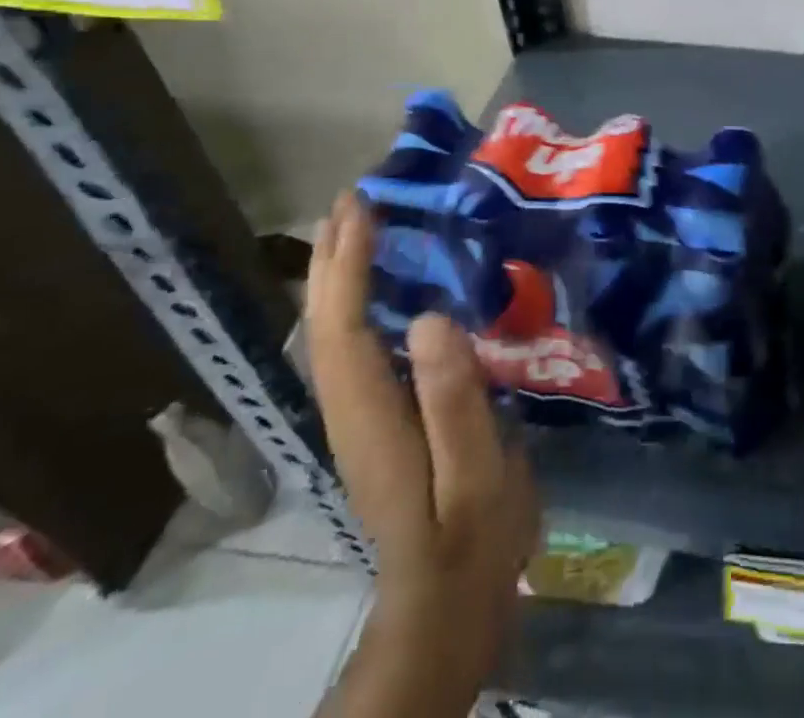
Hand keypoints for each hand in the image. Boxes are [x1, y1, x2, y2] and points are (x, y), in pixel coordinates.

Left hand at [307, 193, 538, 717]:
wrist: (449, 603)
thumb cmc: (472, 536)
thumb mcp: (476, 471)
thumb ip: (453, 399)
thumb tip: (428, 318)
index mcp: (372, 415)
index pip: (345, 329)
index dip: (348, 265)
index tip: (361, 208)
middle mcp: (353, 409)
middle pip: (327, 325)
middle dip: (333, 258)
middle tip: (350, 200)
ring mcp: (362, 417)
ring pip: (336, 334)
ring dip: (339, 276)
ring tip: (356, 227)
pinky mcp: (380, 420)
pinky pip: (358, 346)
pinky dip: (357, 303)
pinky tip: (380, 285)